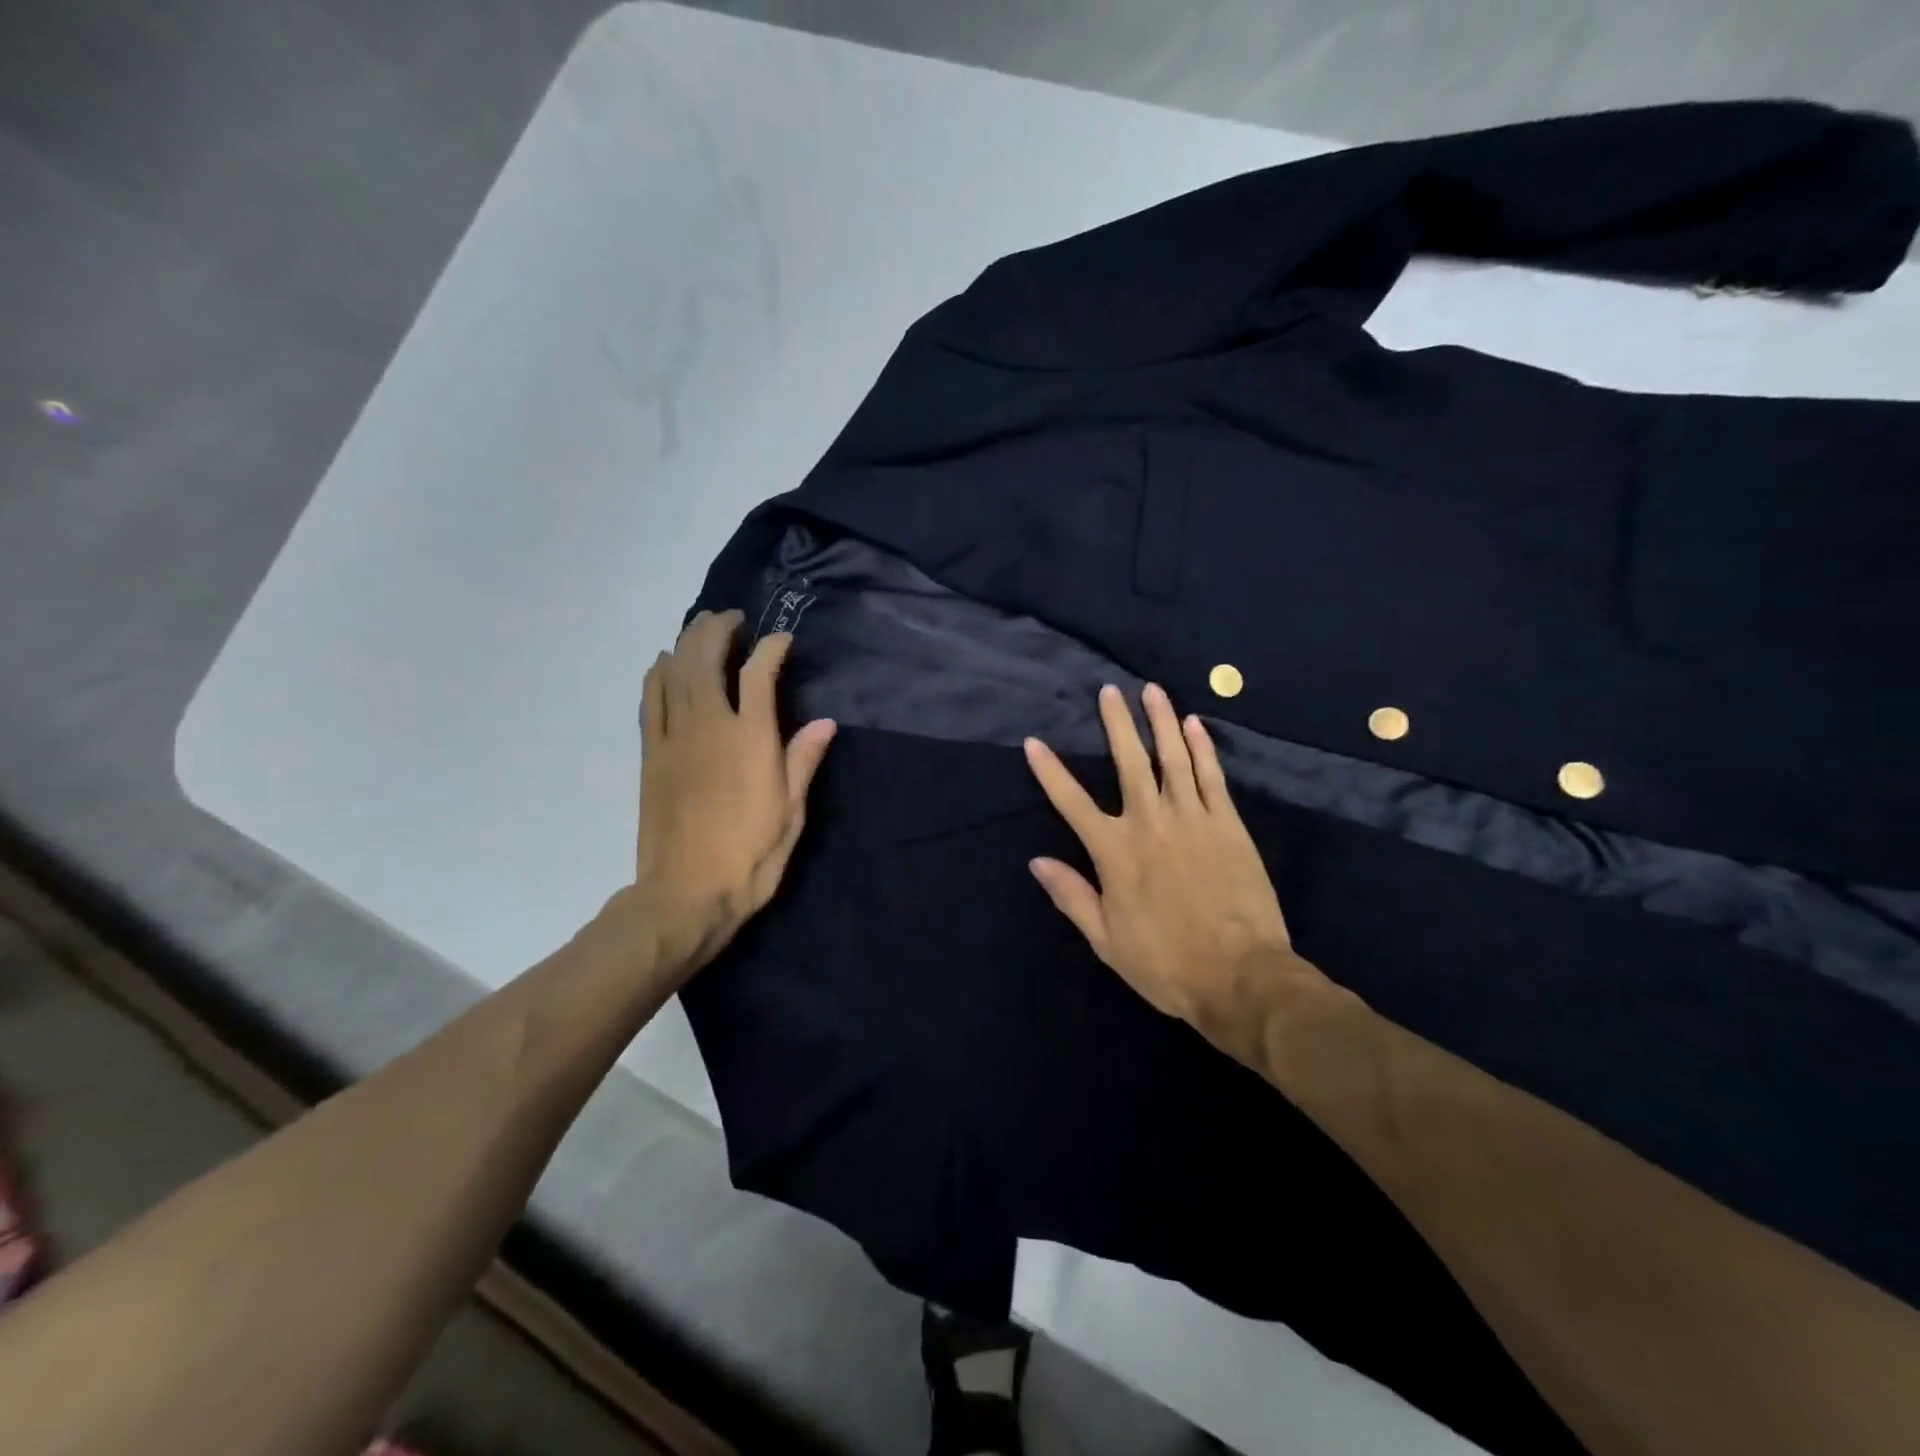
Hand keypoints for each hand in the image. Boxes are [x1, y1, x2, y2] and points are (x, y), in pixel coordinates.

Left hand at [621, 609, 835, 975]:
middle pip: (706, 658)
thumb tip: (825, 722)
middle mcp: (709, 727)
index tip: (782, 640)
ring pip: (674, 672)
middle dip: (718, 629)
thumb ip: (803, 761)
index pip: (759, 673)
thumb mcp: (792, 814)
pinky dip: (657, 674)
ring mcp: (673, 738)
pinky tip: (665, 665)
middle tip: (733, 619)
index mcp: (751, 740)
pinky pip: (649, 700)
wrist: (686, 895)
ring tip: (701, 630)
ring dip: (687, 642)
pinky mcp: (651, 755)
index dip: (771, 647)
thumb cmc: (750, 858)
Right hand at [1023, 683, 1331, 1067]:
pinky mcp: (1228, 825)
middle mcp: (1150, 824)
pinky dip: (1203, 748)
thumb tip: (1037, 861)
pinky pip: (1212, 777)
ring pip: (1172, 759)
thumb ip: (1072, 895)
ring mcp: (1193, 820)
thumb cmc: (1167, 964)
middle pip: (1128, 763)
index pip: (1072, 802)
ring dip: (1161, 722)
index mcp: (1115, 853)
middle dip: (1116, 724)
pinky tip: (1195, 725)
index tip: (1034, 742)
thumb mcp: (1106, 940)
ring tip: (1151, 691)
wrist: (1241, 978)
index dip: (1050, 771)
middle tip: (1108, 691)